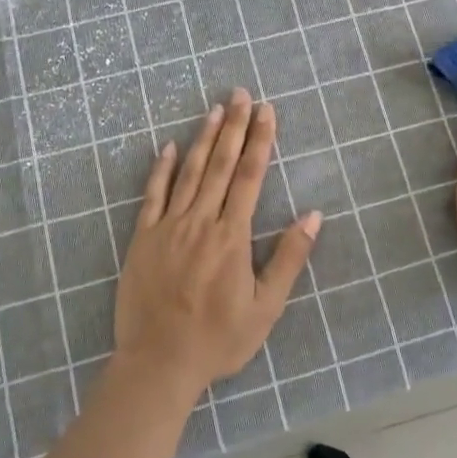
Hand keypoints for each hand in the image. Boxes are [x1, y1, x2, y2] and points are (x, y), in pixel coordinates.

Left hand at [113, 88, 321, 398]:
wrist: (158, 364)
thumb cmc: (218, 339)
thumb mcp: (266, 307)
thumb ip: (289, 258)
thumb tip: (314, 215)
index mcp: (232, 236)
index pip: (249, 176)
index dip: (260, 140)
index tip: (266, 111)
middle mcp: (200, 222)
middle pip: (219, 164)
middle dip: (233, 126)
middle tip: (240, 93)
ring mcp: (168, 227)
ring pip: (188, 172)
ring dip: (203, 137)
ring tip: (215, 108)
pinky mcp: (142, 238)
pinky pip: (152, 195)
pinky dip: (160, 168)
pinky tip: (167, 146)